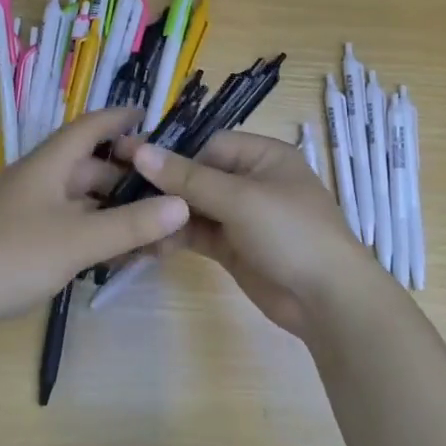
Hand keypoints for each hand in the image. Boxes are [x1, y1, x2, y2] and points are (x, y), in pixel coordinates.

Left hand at [0, 108, 188, 325]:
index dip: (119, 118)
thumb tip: (182, 205)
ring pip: (81, 202)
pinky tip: (116, 255)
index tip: (151, 116)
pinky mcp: (20, 240)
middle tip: (168, 193)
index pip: (89, 127)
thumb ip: (131, 224)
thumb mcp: (79, 240)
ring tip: (152, 231)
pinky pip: (68, 226)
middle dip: (128, 179)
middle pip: (89, 168)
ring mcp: (26, 211)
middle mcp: (37, 181)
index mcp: (48, 165)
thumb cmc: (13, 255)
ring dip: (114, 212)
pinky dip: (94, 234)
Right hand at [125, 131, 383, 338]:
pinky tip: (147, 244)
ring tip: (128, 222)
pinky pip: (198, 234)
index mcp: (264, 156)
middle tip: (118, 193)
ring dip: (166, 215)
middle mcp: (252, 181)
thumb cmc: (291, 233)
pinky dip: (175, 237)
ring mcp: (242, 217)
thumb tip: (140, 151)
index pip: (209, 145)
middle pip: (198, 176)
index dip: (174, 155)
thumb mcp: (239, 199)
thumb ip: (188, 177)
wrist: (327, 300)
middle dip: (164, 187)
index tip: (131, 164)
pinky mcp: (233, 248)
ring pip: (194, 207)